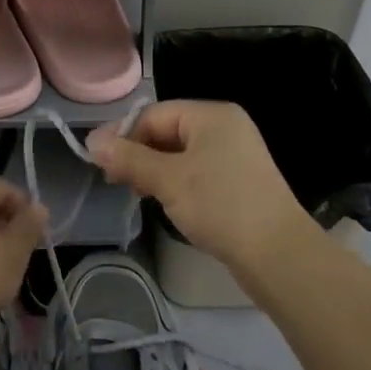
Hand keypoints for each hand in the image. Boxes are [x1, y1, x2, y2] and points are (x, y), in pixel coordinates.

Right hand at [88, 100, 320, 278]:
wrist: (279, 256)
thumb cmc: (221, 206)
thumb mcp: (168, 180)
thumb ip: (128, 158)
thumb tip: (91, 141)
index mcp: (211, 115)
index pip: (154, 114)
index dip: (123, 135)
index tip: (100, 164)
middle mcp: (225, 127)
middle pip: (167, 131)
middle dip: (139, 154)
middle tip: (117, 182)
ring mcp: (236, 154)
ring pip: (180, 154)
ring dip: (155, 170)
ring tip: (138, 193)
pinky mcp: (240, 181)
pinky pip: (197, 171)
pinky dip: (176, 182)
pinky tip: (165, 202)